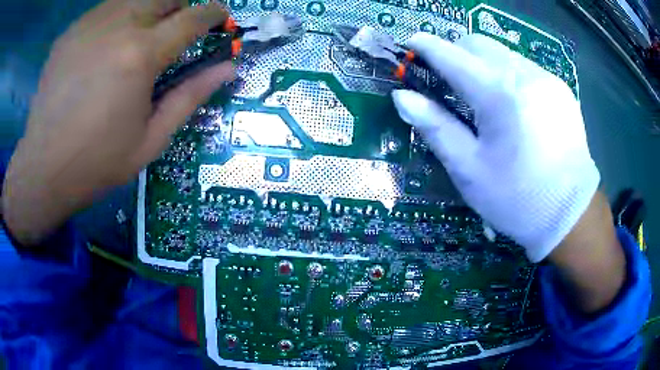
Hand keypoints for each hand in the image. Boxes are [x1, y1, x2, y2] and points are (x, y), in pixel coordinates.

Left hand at [2, 0, 234, 244]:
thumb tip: (228, 68)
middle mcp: (118, 27)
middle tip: (178, 26)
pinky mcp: (70, 33)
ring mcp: (89, 25)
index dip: (212, 14)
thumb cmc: (97, 163)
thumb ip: (190, 97)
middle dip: (180, 6)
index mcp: (141, 56)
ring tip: (142, 34)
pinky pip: (104, 10)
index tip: (219, 17)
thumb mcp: (150, 140)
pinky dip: (117, 18)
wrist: (43, 170)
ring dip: (148, 9)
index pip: (192, 18)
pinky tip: (107, 44)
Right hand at [392, 33, 600, 261]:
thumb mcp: (469, 170)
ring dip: (484, 64)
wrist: (570, 214)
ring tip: (483, 96)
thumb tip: (402, 97)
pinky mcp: (560, 88)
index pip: (453, 56)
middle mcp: (525, 75)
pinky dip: (508, 74)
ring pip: (502, 52)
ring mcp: (547, 79)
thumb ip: (436, 127)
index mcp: (499, 95)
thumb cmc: (516, 199)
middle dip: (457, 53)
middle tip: (449, 80)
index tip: (411, 44)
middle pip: (478, 44)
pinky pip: (524, 66)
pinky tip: (513, 105)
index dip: (427, 46)